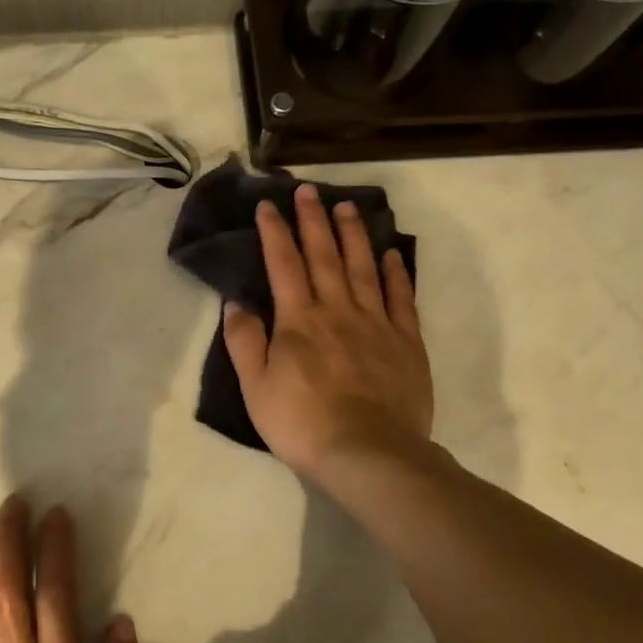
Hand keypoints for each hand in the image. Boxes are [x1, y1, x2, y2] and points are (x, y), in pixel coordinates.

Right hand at [223, 183, 433, 478]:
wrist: (368, 453)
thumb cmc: (302, 423)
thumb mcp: (255, 388)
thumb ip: (244, 342)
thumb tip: (236, 303)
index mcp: (299, 320)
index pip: (283, 264)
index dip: (274, 232)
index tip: (268, 204)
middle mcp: (338, 310)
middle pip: (324, 255)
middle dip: (314, 220)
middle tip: (309, 189)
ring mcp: (376, 323)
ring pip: (363, 267)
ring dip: (354, 234)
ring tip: (347, 206)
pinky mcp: (406, 341)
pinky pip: (401, 297)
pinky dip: (395, 272)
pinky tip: (391, 254)